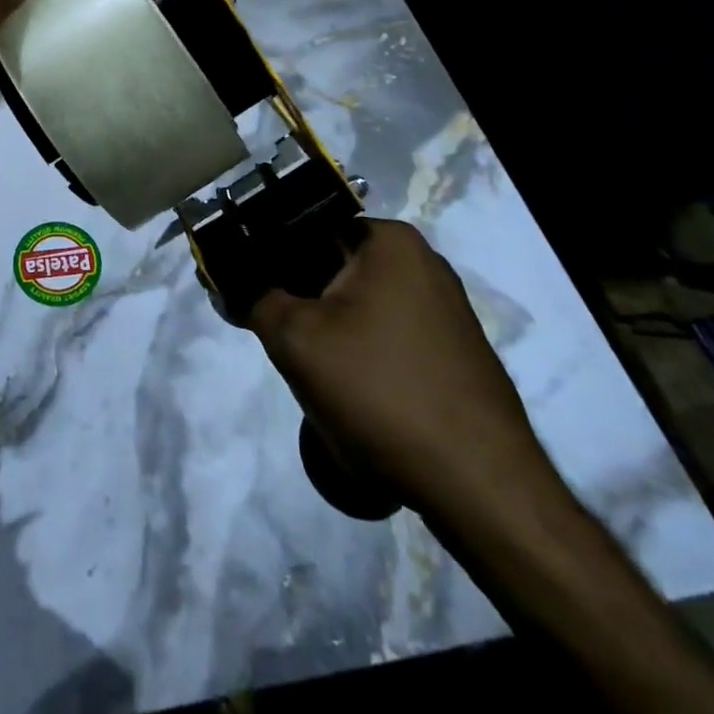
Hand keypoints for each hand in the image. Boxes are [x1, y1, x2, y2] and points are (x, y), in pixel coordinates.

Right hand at [249, 219, 562, 522]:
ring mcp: (443, 307)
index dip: (265, 255)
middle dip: (296, 299)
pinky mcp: (451, 349)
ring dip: (324, 331)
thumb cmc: (381, 392)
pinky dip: (357, 353)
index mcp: (389, 240)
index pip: (304, 225)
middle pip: (329, 266)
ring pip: (354, 304)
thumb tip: (232, 284)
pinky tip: (350, 392)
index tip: (243, 290)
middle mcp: (421, 261)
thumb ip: (253, 298)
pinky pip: (384, 333)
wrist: (480, 487)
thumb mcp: (295, 339)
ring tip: (312, 371)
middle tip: (276, 338)